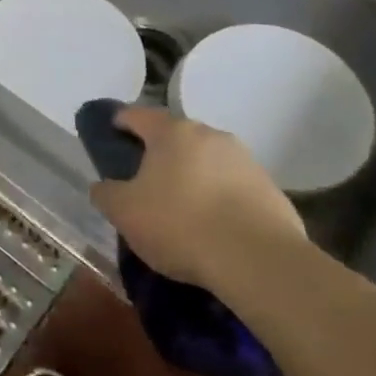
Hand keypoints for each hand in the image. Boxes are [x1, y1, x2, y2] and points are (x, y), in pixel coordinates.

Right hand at [89, 105, 306, 284]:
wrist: (259, 261)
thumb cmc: (180, 224)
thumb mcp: (124, 212)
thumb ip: (106, 193)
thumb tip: (104, 186)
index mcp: (171, 132)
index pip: (136, 114)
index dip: (118, 123)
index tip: (109, 138)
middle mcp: (210, 135)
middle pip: (175, 137)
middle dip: (158, 154)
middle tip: (143, 181)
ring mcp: (246, 161)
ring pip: (207, 162)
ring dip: (192, 177)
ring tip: (182, 210)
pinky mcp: (272, 191)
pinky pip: (234, 188)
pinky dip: (220, 200)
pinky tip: (213, 229)